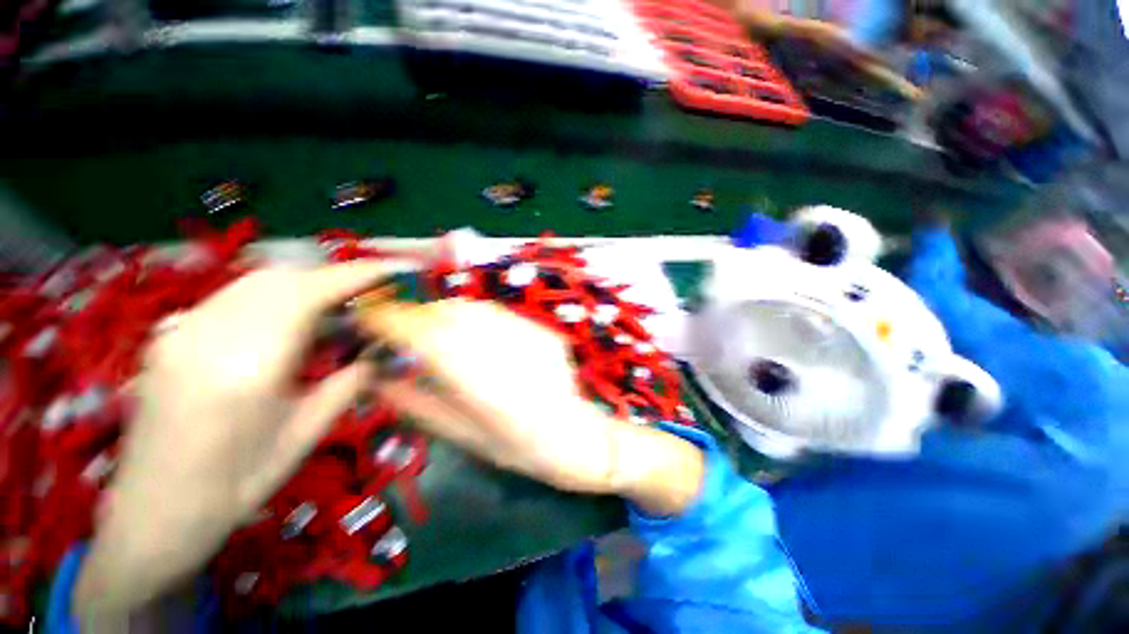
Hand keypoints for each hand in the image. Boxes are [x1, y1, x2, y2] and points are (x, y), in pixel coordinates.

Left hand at [75, 263, 389, 623]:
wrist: (153, 514)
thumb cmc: (236, 485)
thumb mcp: (305, 436)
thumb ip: (348, 384)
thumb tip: (381, 352)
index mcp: (246, 369)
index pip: (308, 295)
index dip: (355, 275)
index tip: (392, 270)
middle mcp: (206, 336)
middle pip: (281, 277)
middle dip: (332, 278)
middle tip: (367, 297)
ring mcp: (180, 331)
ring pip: (256, 281)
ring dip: (304, 286)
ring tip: (334, 310)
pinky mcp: (171, 335)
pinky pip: (233, 296)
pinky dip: (273, 297)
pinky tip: (287, 324)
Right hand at [358, 299, 703, 513]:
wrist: (579, 436)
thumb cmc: (522, 451)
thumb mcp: (465, 439)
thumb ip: (419, 406)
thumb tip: (377, 378)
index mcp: (485, 390)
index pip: (427, 339)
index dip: (392, 322)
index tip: (367, 317)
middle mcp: (508, 355)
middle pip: (448, 316)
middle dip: (414, 315)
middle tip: (396, 329)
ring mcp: (530, 338)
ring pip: (471, 309)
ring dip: (441, 313)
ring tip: (428, 330)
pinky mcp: (542, 331)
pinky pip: (495, 313)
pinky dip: (470, 315)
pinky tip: (466, 331)